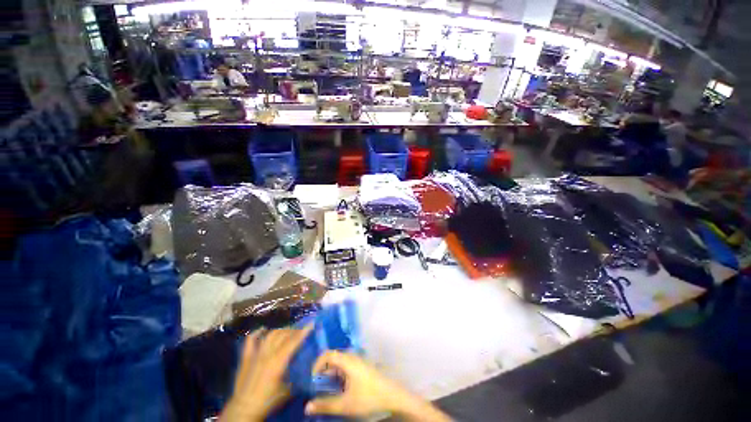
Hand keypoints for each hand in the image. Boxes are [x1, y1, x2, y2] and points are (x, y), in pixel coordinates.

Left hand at [221, 326, 311, 421]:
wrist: (243, 410)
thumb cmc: (268, 401)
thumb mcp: (288, 391)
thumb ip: (297, 377)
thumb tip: (306, 368)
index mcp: (278, 361)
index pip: (294, 342)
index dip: (303, 332)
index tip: (311, 323)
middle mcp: (267, 354)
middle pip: (283, 336)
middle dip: (294, 330)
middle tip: (301, 330)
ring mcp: (255, 354)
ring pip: (270, 335)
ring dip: (281, 331)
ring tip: (287, 331)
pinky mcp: (246, 357)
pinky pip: (251, 340)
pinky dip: (257, 333)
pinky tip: (263, 329)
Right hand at [305, 351, 450, 421]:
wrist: (394, 396)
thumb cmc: (369, 397)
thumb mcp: (345, 404)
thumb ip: (325, 405)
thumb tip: (307, 406)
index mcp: (348, 360)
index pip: (328, 354)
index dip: (317, 364)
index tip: (312, 379)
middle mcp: (354, 357)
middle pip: (334, 358)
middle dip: (323, 372)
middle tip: (317, 388)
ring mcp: (360, 361)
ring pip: (341, 364)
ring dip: (332, 375)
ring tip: (327, 391)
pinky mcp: (365, 367)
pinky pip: (348, 367)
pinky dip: (340, 376)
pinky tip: (341, 390)